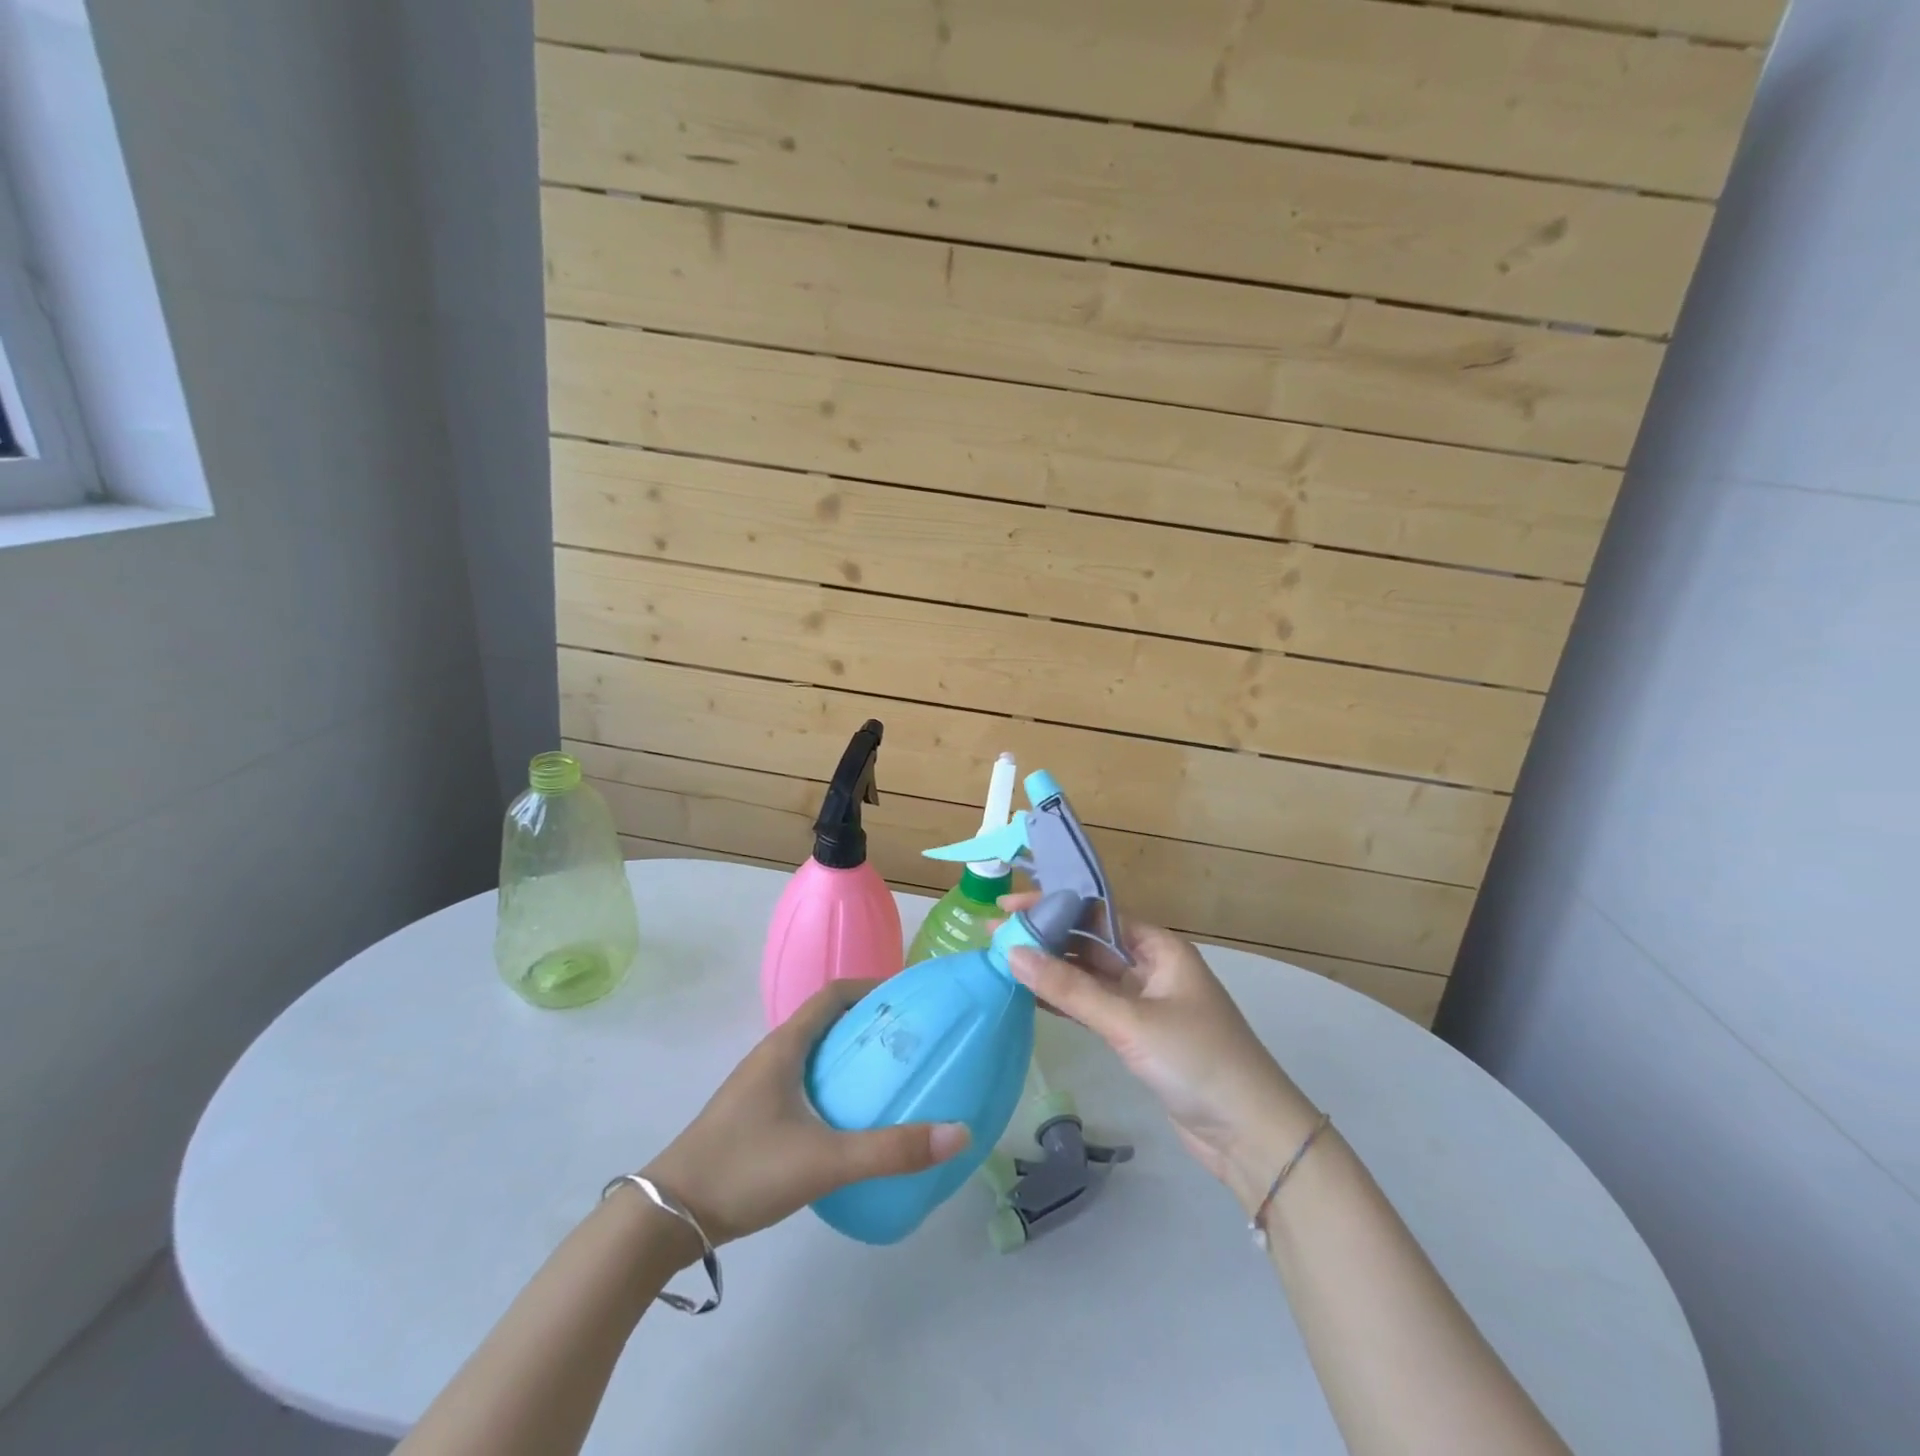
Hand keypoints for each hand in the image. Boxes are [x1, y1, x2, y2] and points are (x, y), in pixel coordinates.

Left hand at [641, 980, 969, 1247]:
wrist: (666, 1219)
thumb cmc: (744, 1170)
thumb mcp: (824, 1160)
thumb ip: (890, 1150)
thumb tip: (958, 1133)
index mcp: (785, 1046)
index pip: (833, 994)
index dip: (872, 987)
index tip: (910, 998)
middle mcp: (772, 1056)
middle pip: (827, 1022)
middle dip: (869, 1025)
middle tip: (912, 1041)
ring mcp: (760, 1087)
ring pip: (815, 1055)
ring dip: (851, 1058)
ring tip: (891, 1077)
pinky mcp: (755, 1117)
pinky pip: (805, 1084)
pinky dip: (834, 1087)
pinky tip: (852, 1121)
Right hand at [1001, 894, 1318, 1212]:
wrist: (1250, 1135)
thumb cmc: (1197, 1061)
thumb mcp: (1129, 1021)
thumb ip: (1069, 990)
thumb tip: (1012, 953)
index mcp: (1158, 947)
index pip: (1095, 913)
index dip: (1051, 905)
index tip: (1008, 904)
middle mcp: (1150, 966)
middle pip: (1089, 942)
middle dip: (1045, 937)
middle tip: (994, 935)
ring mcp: (1145, 1002)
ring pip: (1089, 976)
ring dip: (1051, 970)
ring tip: (1002, 961)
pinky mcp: (1138, 1035)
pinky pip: (1093, 1007)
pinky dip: (1064, 1002)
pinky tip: (1029, 998)